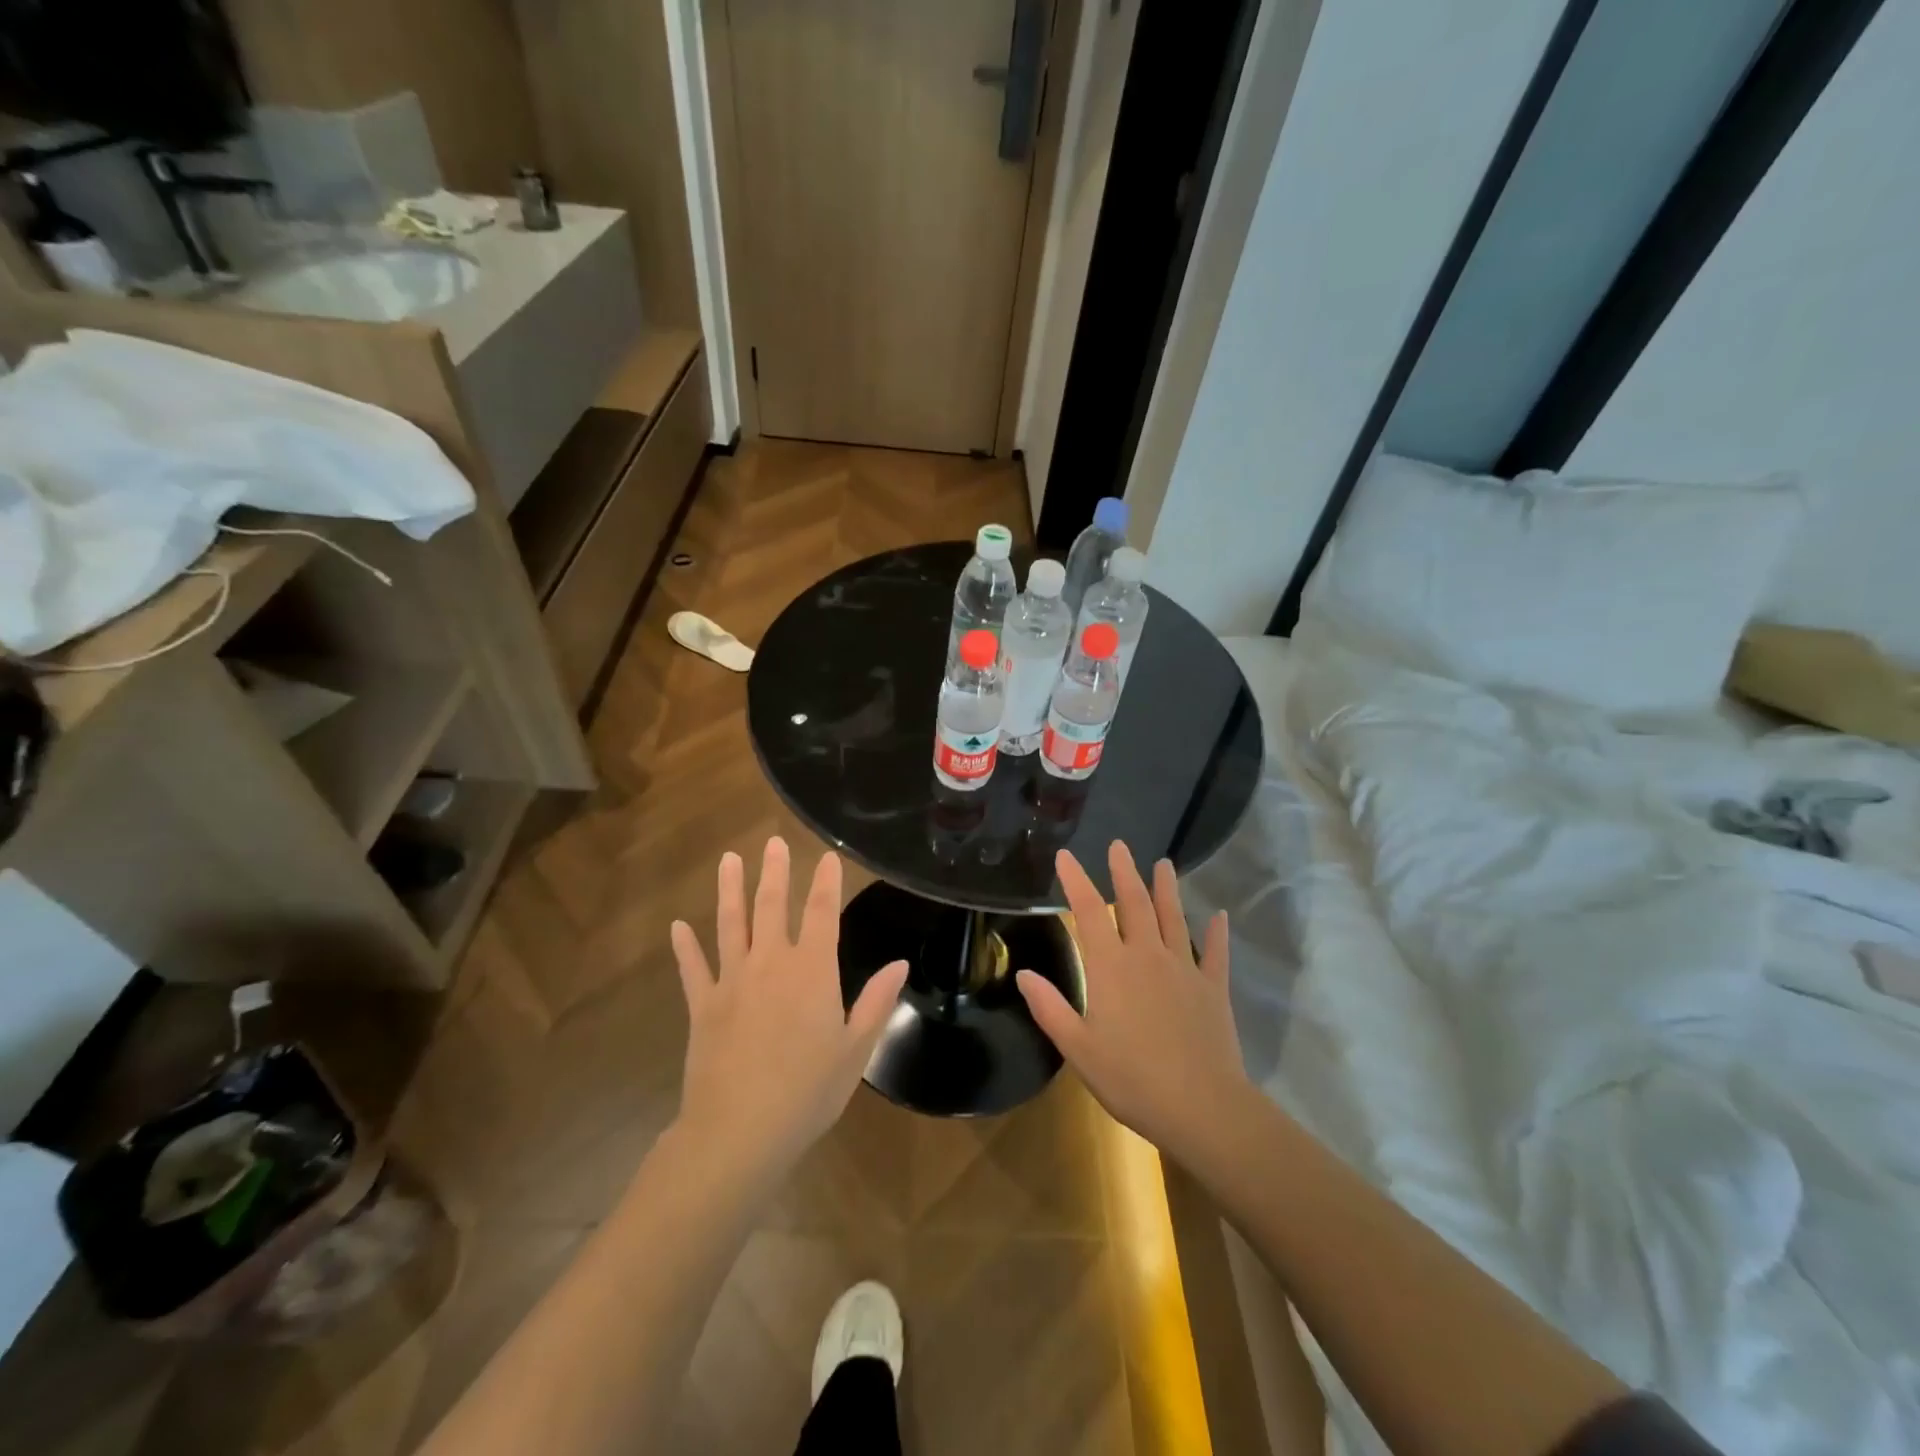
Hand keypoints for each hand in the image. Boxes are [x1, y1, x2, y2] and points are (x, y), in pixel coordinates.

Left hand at [671, 838, 906, 1181]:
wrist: (739, 1132)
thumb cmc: (808, 1092)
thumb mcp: (855, 1050)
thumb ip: (876, 1002)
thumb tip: (900, 964)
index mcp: (812, 971)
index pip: (823, 913)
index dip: (826, 882)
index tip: (827, 856)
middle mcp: (771, 964)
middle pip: (773, 907)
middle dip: (775, 872)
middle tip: (772, 843)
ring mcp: (732, 982)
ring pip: (730, 925)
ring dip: (730, 891)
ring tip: (728, 860)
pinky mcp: (703, 1006)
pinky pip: (692, 968)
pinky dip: (685, 947)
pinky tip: (678, 926)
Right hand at [1017, 842, 1251, 1163]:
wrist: (1202, 1107)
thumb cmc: (1132, 1079)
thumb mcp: (1078, 1048)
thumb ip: (1050, 1008)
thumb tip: (1023, 972)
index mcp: (1111, 968)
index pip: (1088, 912)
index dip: (1076, 881)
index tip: (1066, 856)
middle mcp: (1147, 956)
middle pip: (1134, 904)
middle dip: (1124, 872)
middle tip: (1120, 846)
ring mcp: (1184, 969)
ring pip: (1173, 918)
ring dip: (1166, 889)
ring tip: (1164, 864)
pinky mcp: (1213, 988)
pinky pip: (1215, 953)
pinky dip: (1216, 933)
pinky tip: (1219, 916)